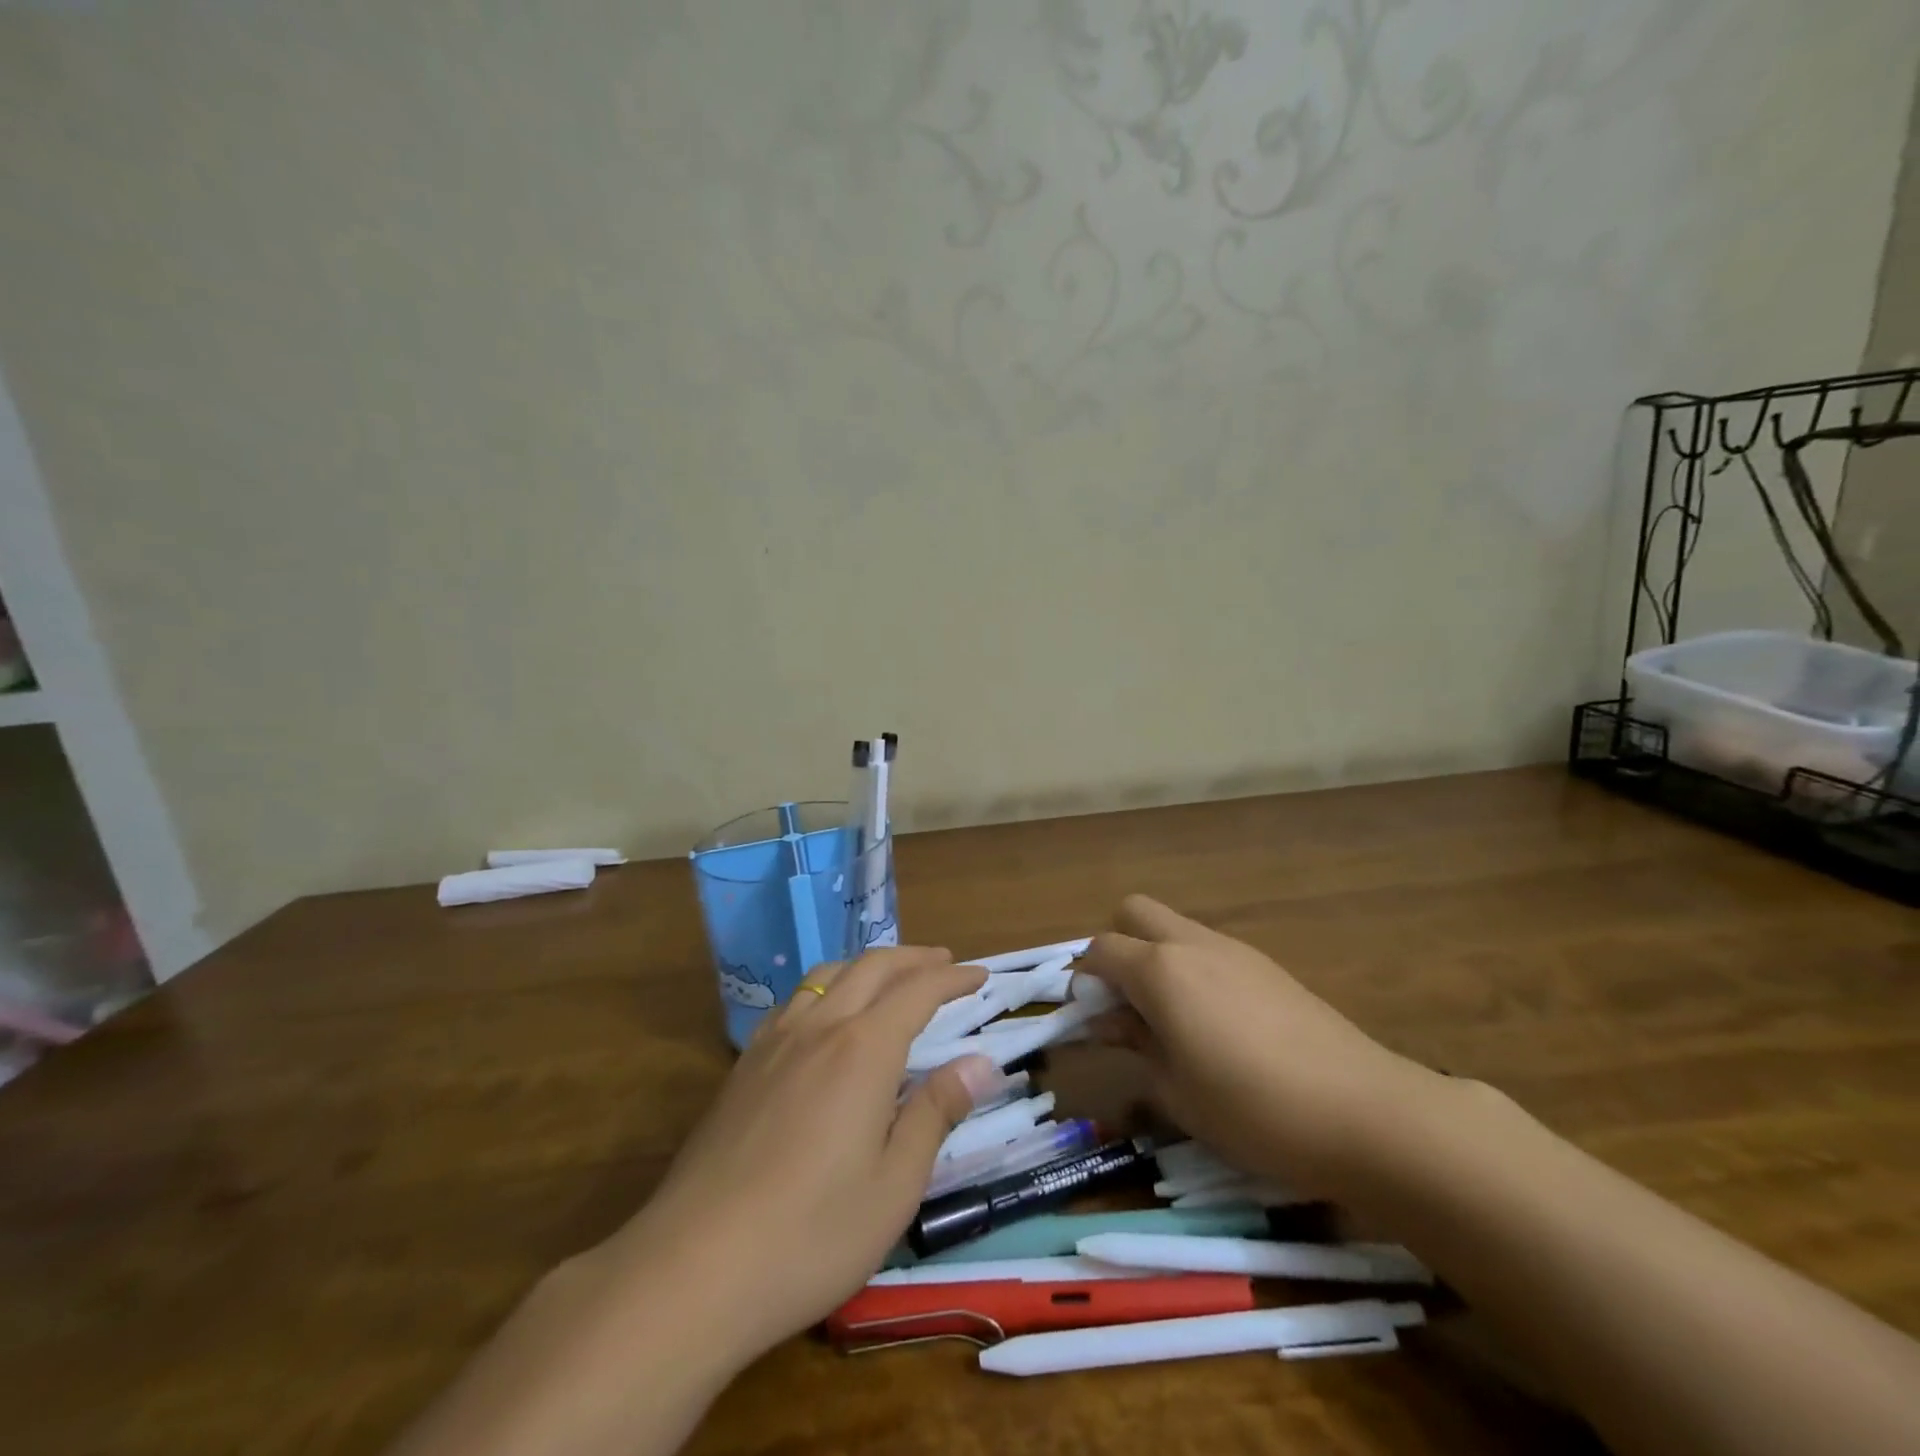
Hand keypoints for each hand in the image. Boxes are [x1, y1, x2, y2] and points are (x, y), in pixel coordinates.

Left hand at [603, 946, 1004, 1368]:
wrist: (693, 1268)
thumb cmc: (811, 1234)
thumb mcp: (895, 1185)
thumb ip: (936, 1112)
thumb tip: (981, 1063)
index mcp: (863, 1050)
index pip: (918, 991)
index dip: (953, 978)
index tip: (979, 974)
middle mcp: (819, 1028)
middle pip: (871, 967)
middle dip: (913, 958)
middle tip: (944, 963)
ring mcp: (774, 1043)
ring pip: (827, 976)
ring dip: (866, 966)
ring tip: (889, 978)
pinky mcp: (743, 1067)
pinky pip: (792, 1003)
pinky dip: (826, 990)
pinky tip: (824, 1018)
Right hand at [1080, 895, 1440, 1196]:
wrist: (1365, 1112)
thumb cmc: (1253, 1110)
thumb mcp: (1177, 1092)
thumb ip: (1136, 1047)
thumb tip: (1111, 1023)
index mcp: (1161, 970)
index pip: (1101, 949)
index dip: (1086, 979)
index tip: (1092, 1018)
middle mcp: (1192, 944)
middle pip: (1134, 912)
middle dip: (1117, 945)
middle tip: (1126, 1001)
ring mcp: (1235, 950)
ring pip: (1175, 927)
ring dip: (1157, 957)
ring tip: (1171, 1020)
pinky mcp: (1268, 966)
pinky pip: (1210, 949)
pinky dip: (1194, 970)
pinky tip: (1217, 1024)